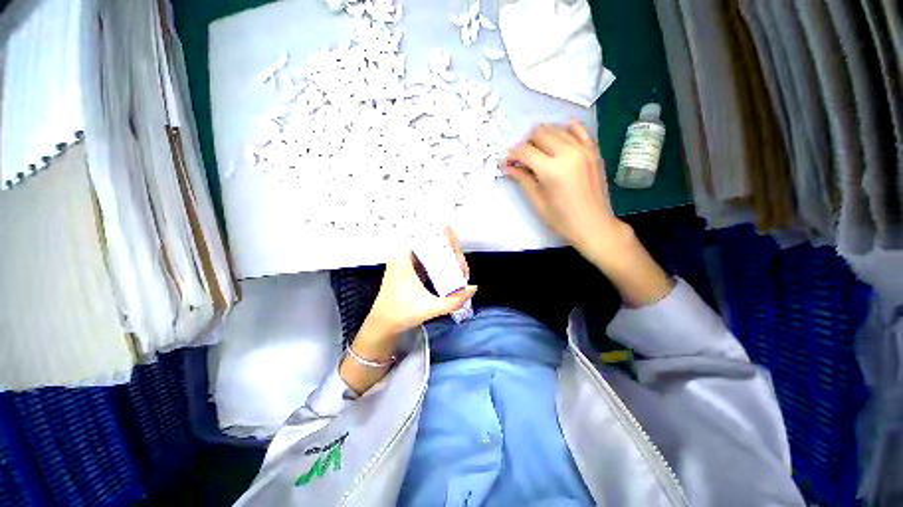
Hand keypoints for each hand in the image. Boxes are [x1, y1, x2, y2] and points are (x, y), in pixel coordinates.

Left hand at [358, 229, 476, 355]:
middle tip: (462, 264)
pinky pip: (426, 259)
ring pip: (428, 250)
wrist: (383, 325)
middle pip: (430, 242)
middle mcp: (403, 256)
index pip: (425, 235)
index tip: (457, 244)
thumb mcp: (430, 308)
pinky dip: (438, 261)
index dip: (443, 236)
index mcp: (404, 258)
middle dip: (449, 249)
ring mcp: (405, 263)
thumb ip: (454, 301)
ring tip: (459, 266)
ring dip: (445, 255)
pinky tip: (449, 269)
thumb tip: (473, 288)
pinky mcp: (408, 270)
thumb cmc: (402, 314)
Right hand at [504, 121, 631, 263]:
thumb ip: (522, 179)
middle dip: (526, 143)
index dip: (512, 154)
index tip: (507, 162)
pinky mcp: (593, 150)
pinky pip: (578, 128)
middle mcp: (568, 153)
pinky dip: (564, 130)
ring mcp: (583, 149)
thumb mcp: (537, 200)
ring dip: (542, 136)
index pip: (525, 151)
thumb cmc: (561, 219)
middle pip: (539, 133)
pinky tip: (558, 142)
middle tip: (522, 159)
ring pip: (556, 128)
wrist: (593, 225)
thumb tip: (507, 167)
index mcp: (551, 170)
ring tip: (538, 152)